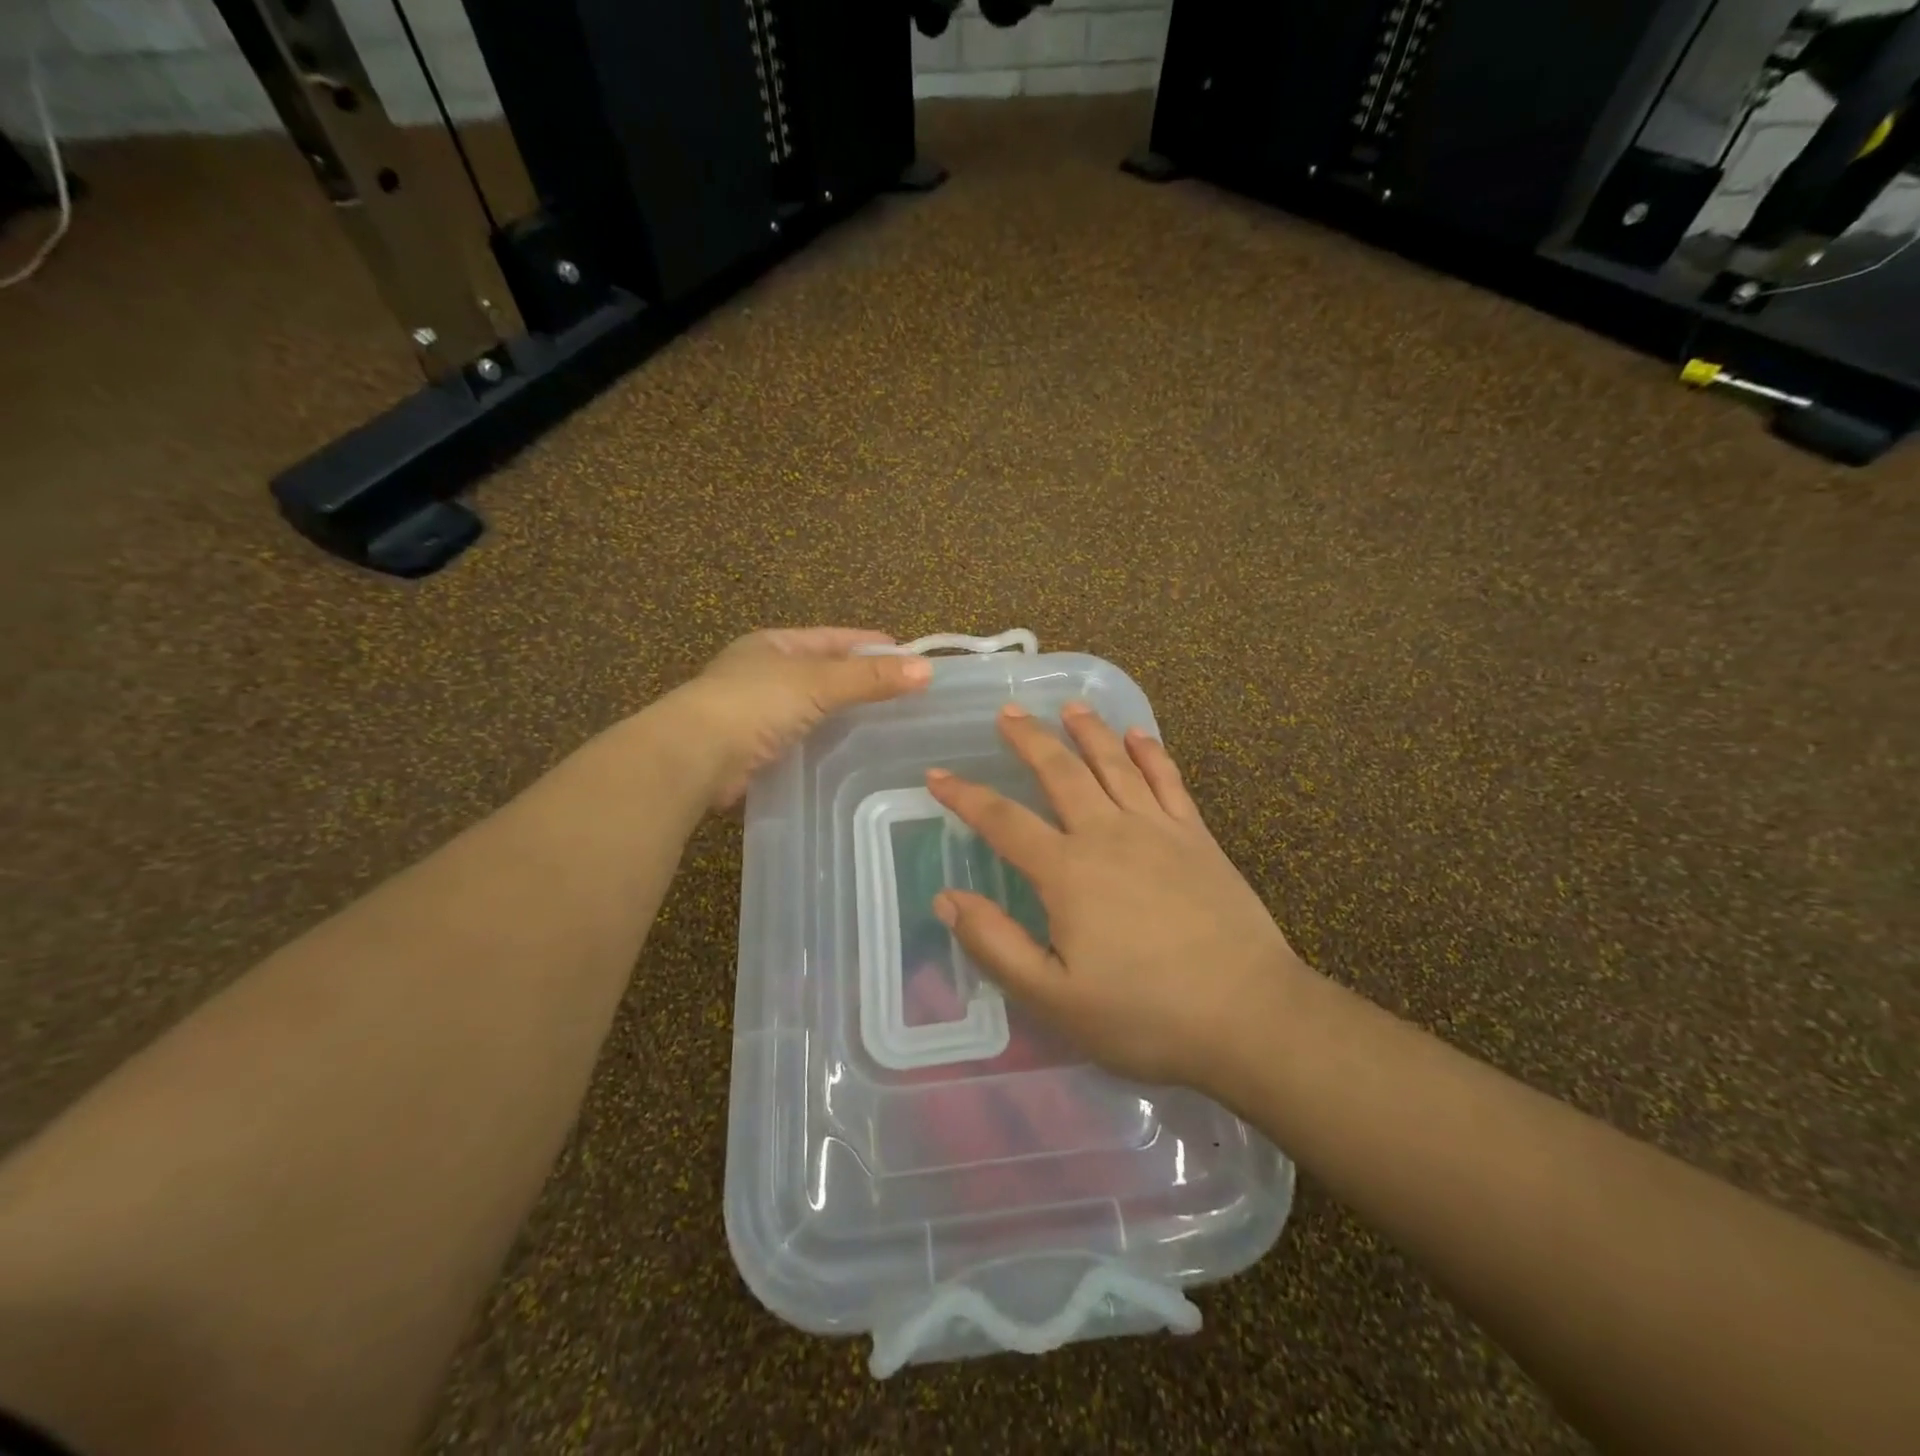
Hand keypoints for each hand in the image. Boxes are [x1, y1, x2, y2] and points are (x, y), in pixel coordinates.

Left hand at [669, 628, 931, 807]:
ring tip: (886, 725)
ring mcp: (755, 711)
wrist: (695, 756)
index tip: (909, 655)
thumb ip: (870, 677)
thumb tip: (927, 669)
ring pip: (812, 707)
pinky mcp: (753, 748)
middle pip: (824, 672)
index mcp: (775, 643)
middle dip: (860, 680)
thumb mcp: (819, 682)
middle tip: (905, 693)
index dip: (870, 643)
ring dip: (842, 714)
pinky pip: (800, 738)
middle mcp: (763, 672)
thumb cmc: (755, 703)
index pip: (833, 638)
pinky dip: (824, 742)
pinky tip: (849, 753)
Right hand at [925, 701, 1312, 1095]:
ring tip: (1068, 707)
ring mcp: (1158, 830)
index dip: (965, 796)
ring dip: (1088, 731)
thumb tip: (946, 898)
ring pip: (1114, 764)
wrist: (1249, 1014)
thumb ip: (995, 944)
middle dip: (1030, 739)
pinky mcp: (1197, 837)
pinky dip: (1151, 752)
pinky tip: (1138, 734)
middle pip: (1061, 772)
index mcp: (1067, 872)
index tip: (937, 775)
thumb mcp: (1053, 997)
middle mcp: (1108, 834)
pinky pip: (1169, 780)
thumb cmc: (1144, 1014)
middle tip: (1008, 711)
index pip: (1003, 821)